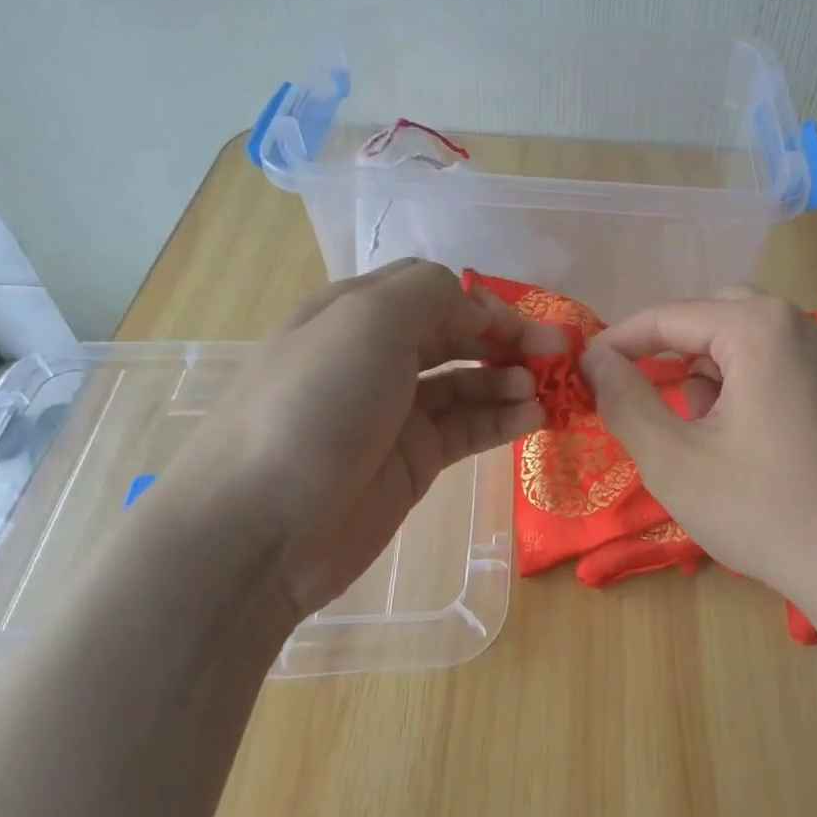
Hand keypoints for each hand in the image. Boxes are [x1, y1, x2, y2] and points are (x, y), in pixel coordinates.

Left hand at [145, 260, 546, 622]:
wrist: (261, 526)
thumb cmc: (315, 404)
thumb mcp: (367, 320)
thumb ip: (430, 294)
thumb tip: (476, 312)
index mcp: (355, 313)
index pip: (433, 290)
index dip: (481, 302)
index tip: (519, 326)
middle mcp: (376, 357)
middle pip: (455, 334)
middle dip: (506, 339)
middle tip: (556, 355)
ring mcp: (396, 412)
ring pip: (467, 382)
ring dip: (508, 379)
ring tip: (541, 392)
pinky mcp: (413, 460)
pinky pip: (468, 427)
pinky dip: (502, 418)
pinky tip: (533, 418)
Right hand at [581, 288, 816, 622]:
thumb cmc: (763, 511)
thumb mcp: (674, 460)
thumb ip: (624, 400)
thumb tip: (595, 359)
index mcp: (760, 328)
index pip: (670, 315)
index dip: (621, 341)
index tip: (586, 370)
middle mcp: (801, 324)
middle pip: (712, 316)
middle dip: (673, 353)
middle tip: (651, 402)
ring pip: (744, 340)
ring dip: (709, 372)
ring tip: (703, 435)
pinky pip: (775, 362)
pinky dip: (743, 385)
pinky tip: (742, 440)